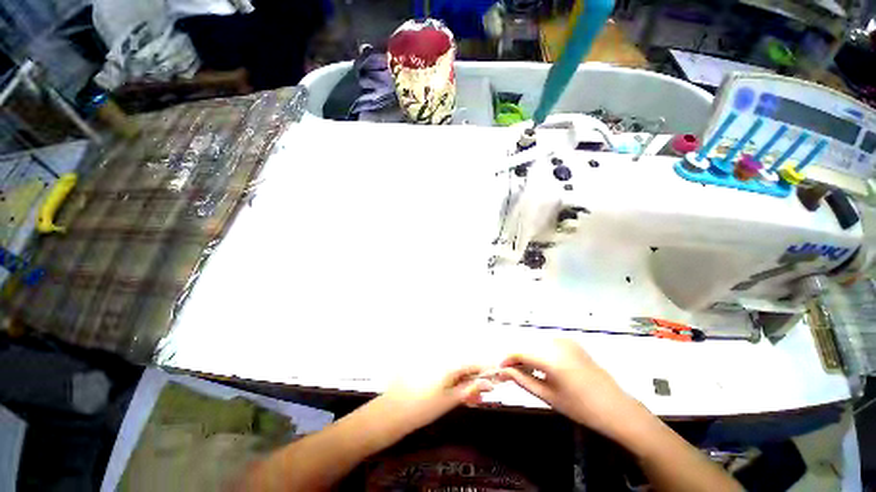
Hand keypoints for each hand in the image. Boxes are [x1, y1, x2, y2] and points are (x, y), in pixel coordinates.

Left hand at [383, 364, 494, 430]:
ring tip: (468, 399)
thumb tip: (488, 383)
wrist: (394, 412)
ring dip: (465, 383)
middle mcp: (442, 360)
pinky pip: (446, 373)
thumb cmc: (423, 407)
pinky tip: (455, 395)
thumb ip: (470, 389)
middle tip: (479, 396)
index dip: (485, 370)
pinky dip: (454, 383)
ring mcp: (433, 365)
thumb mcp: (450, 400)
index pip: (473, 363)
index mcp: (448, 365)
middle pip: (464, 367)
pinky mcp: (427, 370)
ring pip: (456, 371)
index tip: (495, 378)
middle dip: (475, 380)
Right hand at [500, 339, 648, 439]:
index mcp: (551, 358)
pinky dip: (541, 354)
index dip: (506, 360)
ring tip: (527, 373)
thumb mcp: (549, 396)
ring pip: (537, 345)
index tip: (499, 369)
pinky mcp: (572, 343)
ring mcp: (566, 341)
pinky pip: (548, 345)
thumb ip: (523, 380)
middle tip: (511, 374)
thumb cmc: (582, 408)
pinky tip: (543, 368)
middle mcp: (557, 343)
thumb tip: (504, 372)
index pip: (519, 352)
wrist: (617, 409)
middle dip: (517, 359)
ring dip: (528, 356)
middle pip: (527, 347)